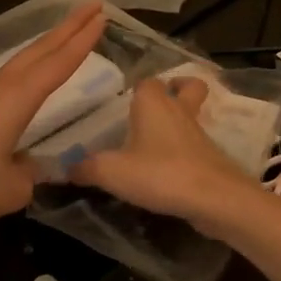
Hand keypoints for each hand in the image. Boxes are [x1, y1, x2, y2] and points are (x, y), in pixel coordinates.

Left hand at [0, 3, 106, 230]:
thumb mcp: (11, 190)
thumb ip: (30, 175)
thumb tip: (30, 166)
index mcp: (16, 100)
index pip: (58, 64)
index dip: (83, 41)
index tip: (102, 17)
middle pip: (39, 50)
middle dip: (68, 27)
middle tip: (92, 7)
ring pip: (20, 60)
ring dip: (46, 44)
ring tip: (66, 35)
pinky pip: (3, 77)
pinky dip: (25, 66)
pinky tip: (24, 76)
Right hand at [69, 77, 260, 233]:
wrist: (214, 199)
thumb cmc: (160, 174)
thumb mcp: (112, 172)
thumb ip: (86, 168)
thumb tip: (66, 167)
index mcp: (153, 103)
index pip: (147, 81)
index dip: (136, 87)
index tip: (122, 101)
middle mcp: (179, 110)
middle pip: (185, 87)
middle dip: (174, 90)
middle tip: (150, 109)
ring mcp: (198, 134)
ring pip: (191, 115)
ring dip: (177, 122)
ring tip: (153, 141)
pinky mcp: (210, 157)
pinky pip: (195, 144)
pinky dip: (183, 150)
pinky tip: (165, 169)